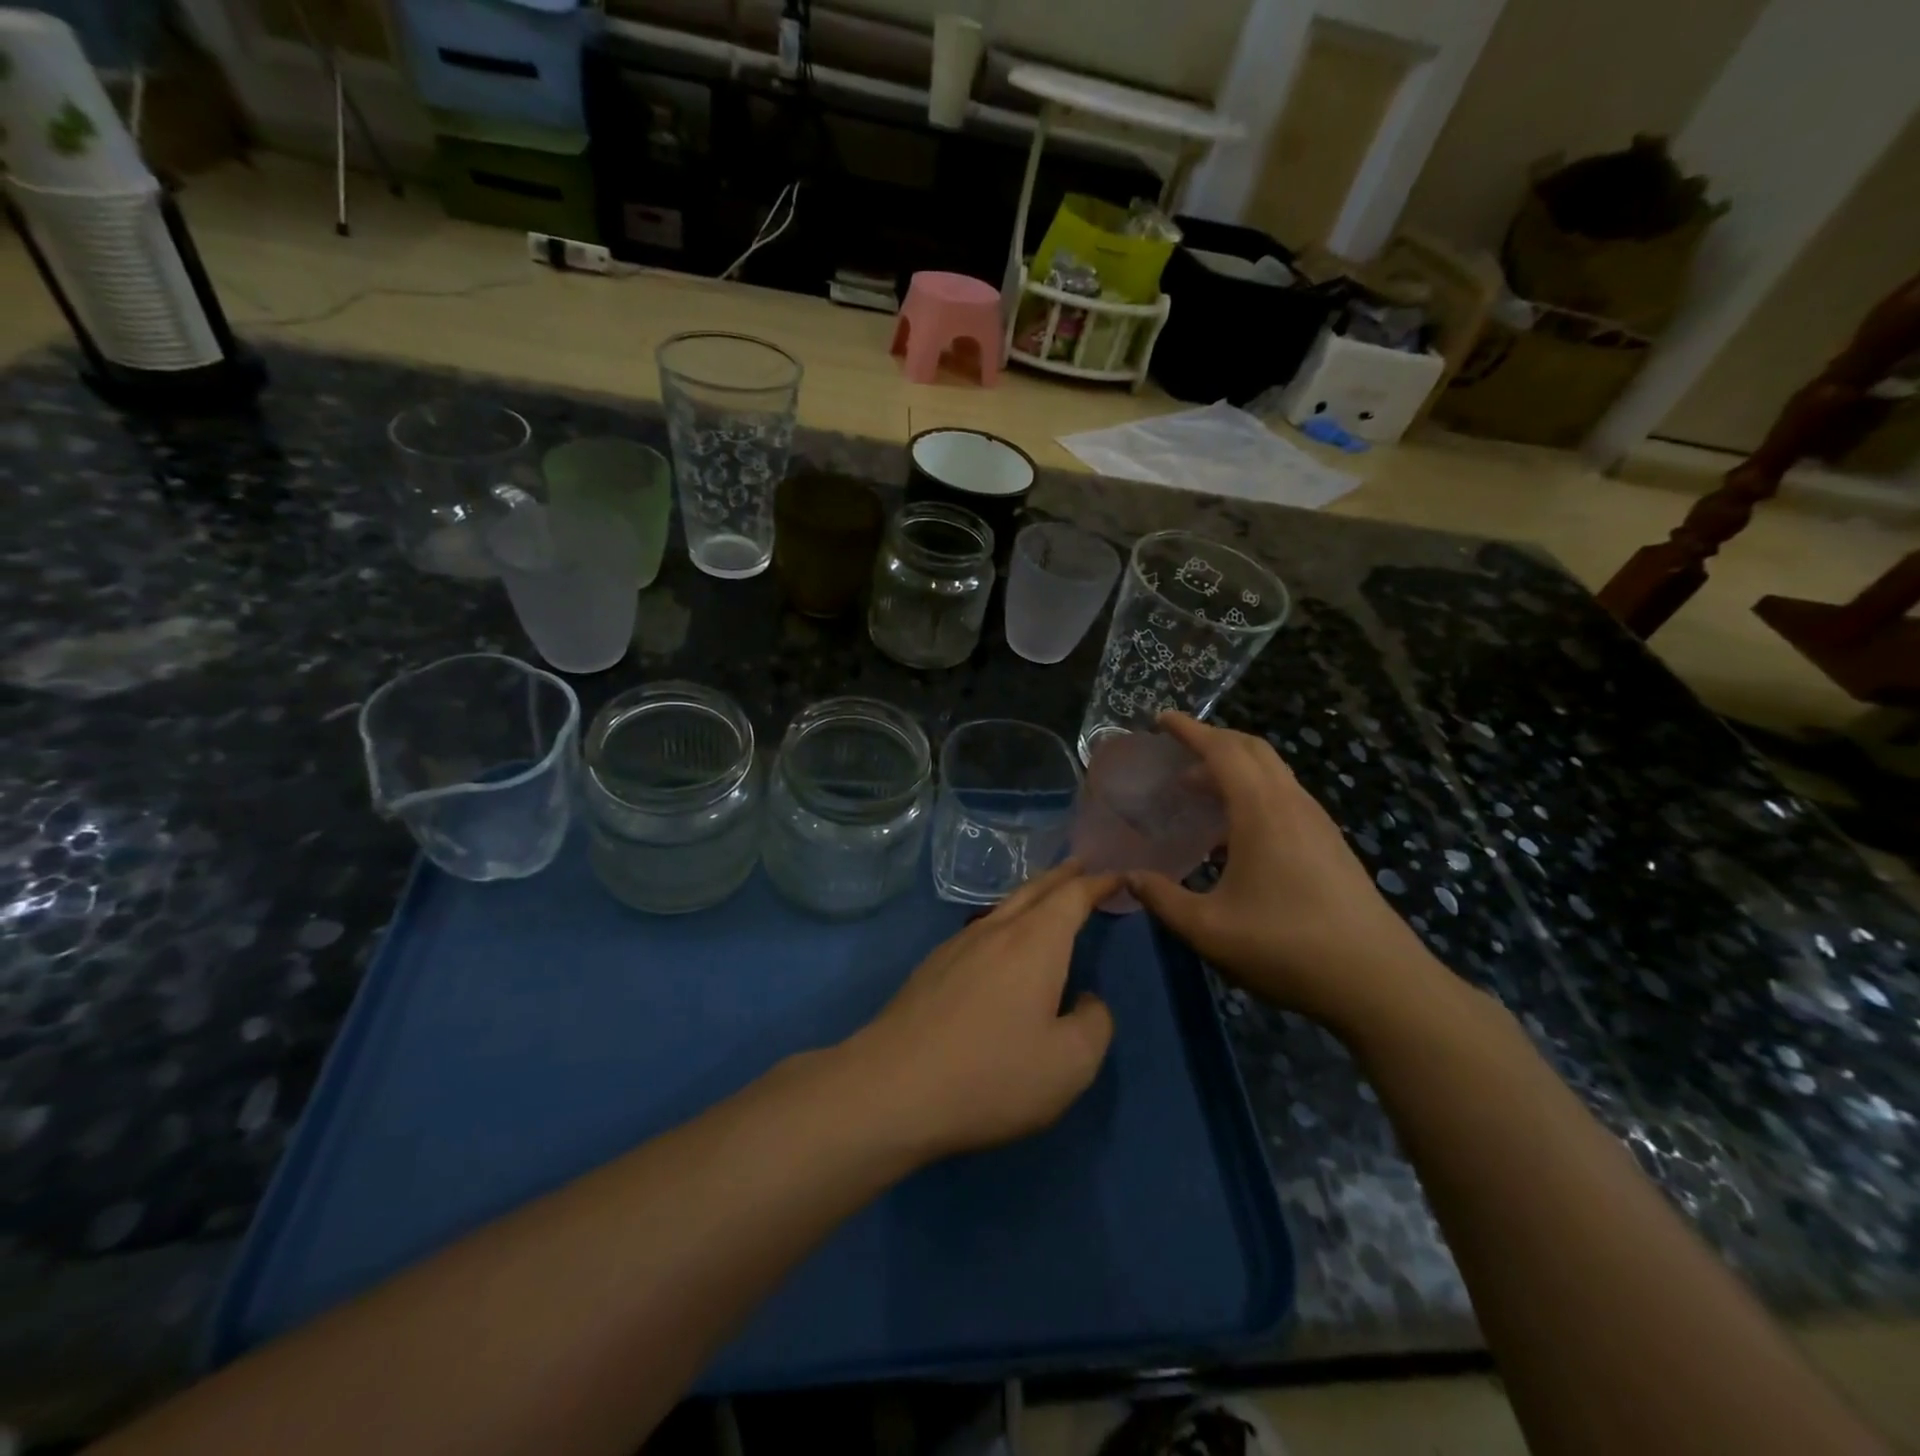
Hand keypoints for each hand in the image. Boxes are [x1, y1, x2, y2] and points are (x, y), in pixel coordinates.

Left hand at [846, 861, 1121, 1161]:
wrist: (893, 1088)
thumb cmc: (991, 1075)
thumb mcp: (1069, 1065)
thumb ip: (1094, 1024)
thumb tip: (1087, 1000)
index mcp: (1035, 943)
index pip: (1072, 897)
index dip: (1097, 883)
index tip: (1116, 874)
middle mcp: (995, 931)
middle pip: (1034, 890)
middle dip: (1062, 876)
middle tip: (1082, 865)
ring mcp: (957, 945)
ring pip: (1003, 907)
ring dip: (1031, 895)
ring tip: (1046, 897)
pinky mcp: (932, 967)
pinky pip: (980, 928)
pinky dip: (1004, 920)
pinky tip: (1000, 941)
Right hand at [1127, 713, 1445, 1032]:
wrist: (1378, 982)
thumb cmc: (1286, 947)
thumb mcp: (1208, 929)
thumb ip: (1163, 898)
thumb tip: (1130, 878)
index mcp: (1261, 811)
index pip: (1222, 750)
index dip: (1189, 730)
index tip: (1161, 719)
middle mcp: (1292, 804)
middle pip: (1252, 750)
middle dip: (1213, 740)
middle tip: (1177, 751)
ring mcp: (1317, 823)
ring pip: (1273, 773)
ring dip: (1235, 768)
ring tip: (1198, 790)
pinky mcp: (1330, 845)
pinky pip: (1285, 797)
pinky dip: (1253, 792)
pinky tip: (1235, 832)